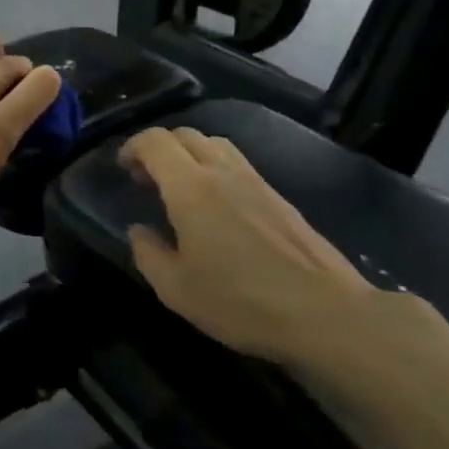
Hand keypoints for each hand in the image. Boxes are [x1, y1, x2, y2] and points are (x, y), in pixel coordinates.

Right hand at [121, 128, 374, 364]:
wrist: (325, 313)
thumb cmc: (241, 301)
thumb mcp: (177, 289)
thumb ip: (148, 254)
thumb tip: (139, 231)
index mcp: (191, 188)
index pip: (156, 142)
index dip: (133, 147)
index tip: (123, 168)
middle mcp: (222, 172)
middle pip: (185, 135)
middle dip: (159, 148)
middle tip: (147, 179)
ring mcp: (256, 181)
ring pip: (215, 144)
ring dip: (189, 155)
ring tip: (180, 188)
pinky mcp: (279, 197)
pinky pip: (237, 164)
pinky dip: (215, 169)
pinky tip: (216, 206)